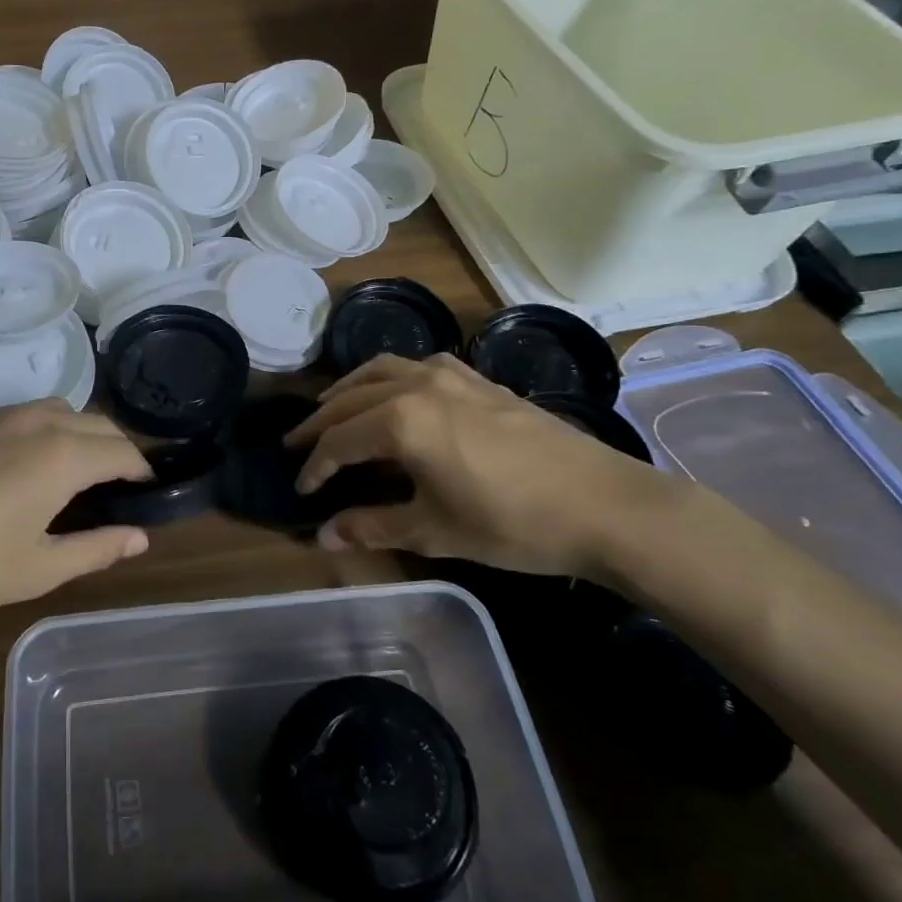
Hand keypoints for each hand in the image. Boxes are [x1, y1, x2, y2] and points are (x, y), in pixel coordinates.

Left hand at [0, 400, 153, 625]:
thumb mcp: (39, 568)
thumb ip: (97, 548)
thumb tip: (140, 537)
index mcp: (61, 455)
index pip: (122, 451)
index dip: (141, 471)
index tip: (146, 492)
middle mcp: (35, 421)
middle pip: (96, 423)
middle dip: (115, 449)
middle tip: (115, 486)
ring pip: (58, 410)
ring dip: (79, 432)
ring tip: (72, 472)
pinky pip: (20, 414)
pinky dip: (41, 430)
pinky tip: (20, 466)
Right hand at [284, 354, 686, 578]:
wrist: (604, 504)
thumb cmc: (511, 523)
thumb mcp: (434, 531)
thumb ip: (372, 526)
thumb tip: (323, 536)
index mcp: (400, 420)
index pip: (339, 441)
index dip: (315, 467)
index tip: (301, 489)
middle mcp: (417, 385)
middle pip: (351, 399)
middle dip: (320, 424)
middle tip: (296, 444)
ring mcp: (451, 376)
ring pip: (381, 370)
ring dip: (350, 390)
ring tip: (333, 409)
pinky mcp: (479, 378)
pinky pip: (417, 365)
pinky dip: (390, 376)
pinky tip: (396, 394)